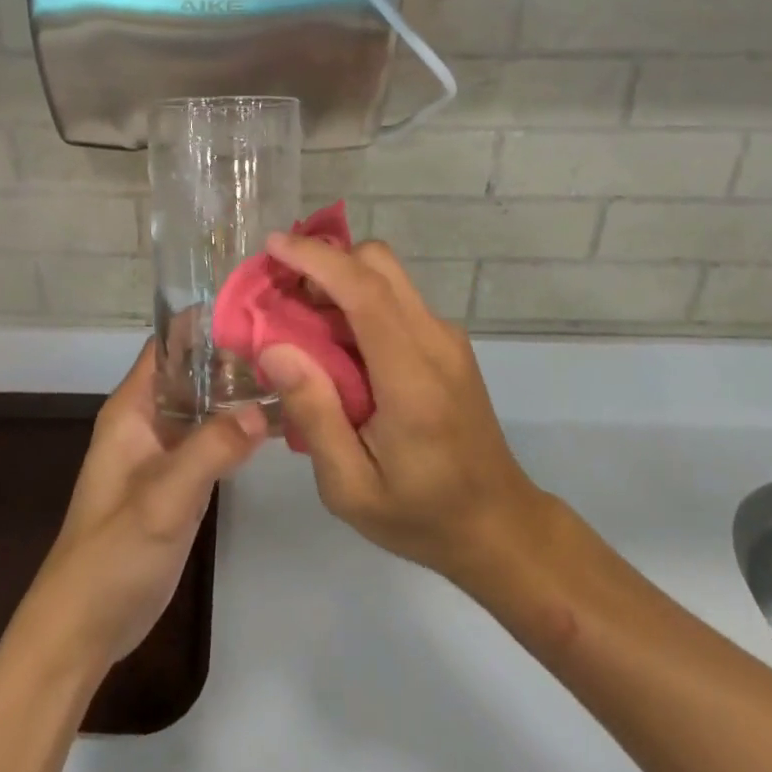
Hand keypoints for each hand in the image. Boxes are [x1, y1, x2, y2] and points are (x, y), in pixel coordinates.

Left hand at [19, 339, 266, 670]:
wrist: (85, 626)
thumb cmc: (113, 553)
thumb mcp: (164, 497)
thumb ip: (212, 449)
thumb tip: (264, 406)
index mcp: (131, 409)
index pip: (168, 345)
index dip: (206, 323)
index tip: (256, 311)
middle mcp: (147, 420)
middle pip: (192, 371)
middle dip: (233, 356)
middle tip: (290, 345)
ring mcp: (164, 451)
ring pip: (204, 405)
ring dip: (238, 391)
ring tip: (293, 374)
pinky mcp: (178, 481)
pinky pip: (211, 439)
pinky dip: (238, 428)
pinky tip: (276, 422)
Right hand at [256, 235, 555, 594]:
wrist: (499, 525)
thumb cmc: (420, 514)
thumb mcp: (350, 487)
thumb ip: (313, 414)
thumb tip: (274, 349)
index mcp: (412, 378)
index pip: (365, 292)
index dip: (317, 259)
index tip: (273, 246)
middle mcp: (436, 341)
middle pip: (378, 264)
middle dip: (324, 259)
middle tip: (282, 289)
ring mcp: (447, 338)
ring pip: (388, 275)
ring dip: (340, 277)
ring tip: (300, 315)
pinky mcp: (448, 342)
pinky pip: (397, 298)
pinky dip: (358, 296)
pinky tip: (336, 339)